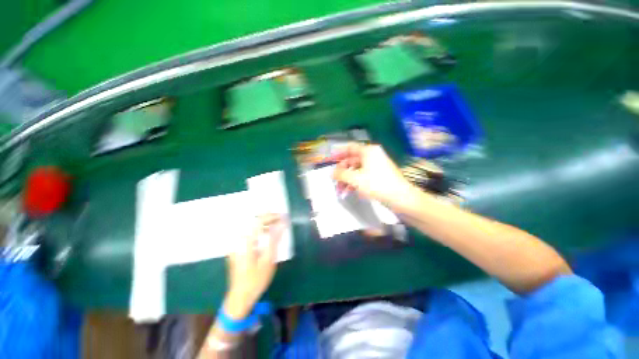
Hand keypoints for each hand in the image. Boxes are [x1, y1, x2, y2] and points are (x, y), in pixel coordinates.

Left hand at [223, 214, 284, 319]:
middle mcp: (238, 240)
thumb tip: (282, 224)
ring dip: (264, 224)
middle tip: (280, 218)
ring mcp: (236, 245)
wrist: (239, 297)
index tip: (282, 216)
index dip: (271, 216)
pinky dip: (258, 231)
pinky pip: (248, 234)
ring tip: (276, 225)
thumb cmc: (256, 280)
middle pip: (253, 222)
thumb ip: (275, 239)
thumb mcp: (269, 260)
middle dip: (268, 218)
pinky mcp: (236, 249)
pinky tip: (266, 234)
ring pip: (250, 227)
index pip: (259, 221)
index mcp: (246, 242)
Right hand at [328, 143, 417, 210]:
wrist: (401, 198)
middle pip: (352, 161)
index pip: (349, 148)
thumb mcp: (355, 179)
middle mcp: (372, 156)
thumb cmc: (377, 184)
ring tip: (341, 191)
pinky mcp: (379, 176)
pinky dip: (355, 183)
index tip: (328, 161)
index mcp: (368, 151)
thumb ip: (341, 174)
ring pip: (357, 170)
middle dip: (342, 172)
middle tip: (334, 181)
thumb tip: (332, 172)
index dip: (337, 154)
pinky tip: (350, 192)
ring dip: (347, 180)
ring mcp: (377, 166)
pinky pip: (363, 176)